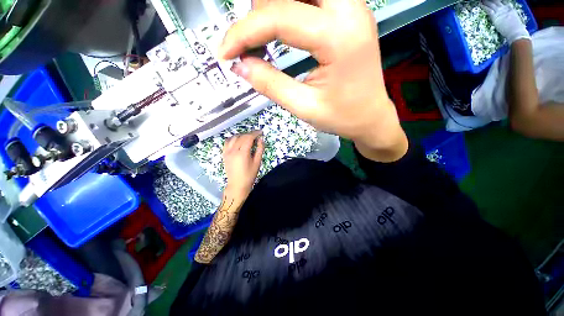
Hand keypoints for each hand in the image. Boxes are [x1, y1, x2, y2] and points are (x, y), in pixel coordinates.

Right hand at [219, 0, 407, 161]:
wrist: (371, 117)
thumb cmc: (342, 117)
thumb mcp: (304, 107)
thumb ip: (270, 84)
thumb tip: (239, 65)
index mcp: (339, 37)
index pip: (278, 17)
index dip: (243, 33)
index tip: (225, 54)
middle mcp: (349, 9)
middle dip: (259, 12)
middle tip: (249, 45)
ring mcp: (352, 6)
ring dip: (273, 7)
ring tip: (263, 39)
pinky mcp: (350, 12)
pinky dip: (289, 9)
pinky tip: (282, 31)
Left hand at [223, 130, 264, 198]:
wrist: (237, 185)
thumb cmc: (249, 175)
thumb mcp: (257, 162)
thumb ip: (259, 149)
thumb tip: (261, 139)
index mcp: (242, 153)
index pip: (248, 138)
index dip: (255, 133)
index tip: (260, 132)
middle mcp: (233, 150)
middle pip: (242, 136)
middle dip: (250, 134)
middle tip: (256, 135)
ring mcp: (227, 152)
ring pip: (234, 138)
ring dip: (242, 135)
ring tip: (248, 137)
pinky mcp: (224, 154)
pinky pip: (227, 142)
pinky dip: (233, 138)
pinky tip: (238, 140)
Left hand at [481, 0, 529, 43]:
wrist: (516, 32)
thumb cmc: (517, 29)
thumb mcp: (515, 19)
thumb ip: (511, 16)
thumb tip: (509, 17)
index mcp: (510, 9)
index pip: (503, 2)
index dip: (498, 0)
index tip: (494, 0)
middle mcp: (505, 8)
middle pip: (496, 2)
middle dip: (491, 0)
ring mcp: (500, 12)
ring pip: (491, 4)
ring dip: (486, 1)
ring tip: (481, 0)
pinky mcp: (495, 17)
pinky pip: (488, 10)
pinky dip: (484, 6)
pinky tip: (480, 4)